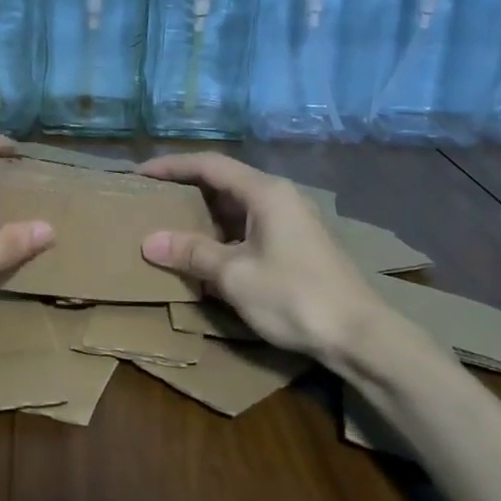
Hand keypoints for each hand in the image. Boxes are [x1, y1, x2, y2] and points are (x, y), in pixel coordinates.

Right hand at [137, 152, 382, 359]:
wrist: (360, 335)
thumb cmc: (294, 296)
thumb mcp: (235, 275)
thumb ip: (192, 253)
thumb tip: (149, 241)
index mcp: (265, 192)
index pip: (209, 165)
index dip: (171, 166)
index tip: (140, 174)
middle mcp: (280, 196)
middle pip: (225, 181)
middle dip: (186, 188)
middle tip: (152, 198)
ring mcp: (293, 220)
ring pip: (238, 205)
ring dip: (205, 213)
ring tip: (171, 223)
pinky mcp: (298, 244)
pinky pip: (251, 225)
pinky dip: (224, 232)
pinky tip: (207, 252)